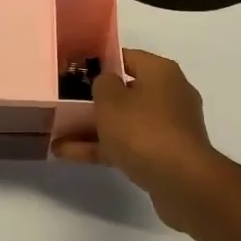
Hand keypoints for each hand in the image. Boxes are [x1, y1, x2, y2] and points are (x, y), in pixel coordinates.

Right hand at [53, 48, 226, 228]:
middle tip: (65, 105)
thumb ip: (102, 84)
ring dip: (93, 129)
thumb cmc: (143, 130)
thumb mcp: (111, 100)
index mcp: (161, 72)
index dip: (100, 63)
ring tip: (57, 135)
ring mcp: (169, 127)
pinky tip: (69, 155)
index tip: (75, 72)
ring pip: (124, 122)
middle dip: (94, 101)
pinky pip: (128, 145)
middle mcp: (169, 94)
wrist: (182, 182)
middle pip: (126, 92)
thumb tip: (107, 82)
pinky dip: (103, 148)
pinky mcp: (165, 155)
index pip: (127, 57)